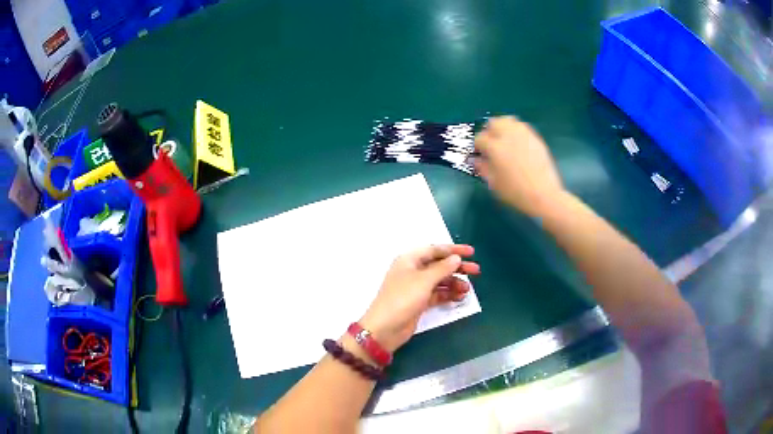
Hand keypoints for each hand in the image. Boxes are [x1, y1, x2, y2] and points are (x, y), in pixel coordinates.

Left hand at [359, 245, 479, 352]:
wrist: (385, 328)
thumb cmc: (402, 299)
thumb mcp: (424, 281)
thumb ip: (442, 268)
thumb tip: (456, 258)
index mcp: (410, 260)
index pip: (434, 250)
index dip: (453, 250)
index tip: (471, 252)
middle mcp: (413, 271)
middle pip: (439, 265)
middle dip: (457, 268)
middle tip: (476, 271)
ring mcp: (416, 287)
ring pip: (439, 281)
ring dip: (454, 283)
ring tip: (467, 290)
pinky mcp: (419, 302)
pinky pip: (437, 294)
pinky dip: (448, 294)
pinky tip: (459, 297)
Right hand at [474, 116, 565, 217]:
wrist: (544, 195)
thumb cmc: (516, 192)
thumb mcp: (494, 184)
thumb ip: (483, 168)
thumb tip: (476, 160)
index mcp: (495, 148)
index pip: (480, 138)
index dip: (477, 146)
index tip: (479, 154)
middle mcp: (508, 136)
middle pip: (494, 123)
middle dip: (489, 131)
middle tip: (490, 144)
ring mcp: (524, 135)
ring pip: (509, 121)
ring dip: (503, 127)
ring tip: (503, 140)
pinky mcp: (535, 138)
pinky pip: (522, 127)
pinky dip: (515, 131)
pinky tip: (517, 143)